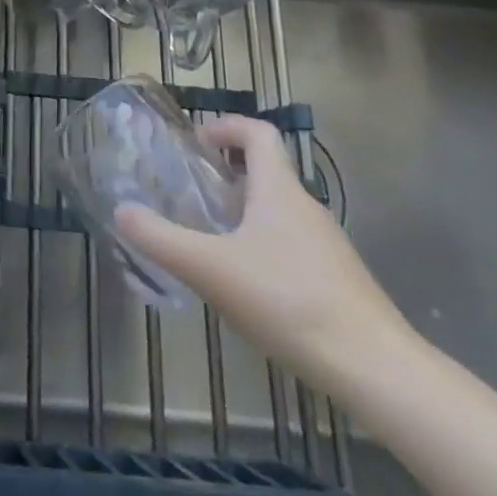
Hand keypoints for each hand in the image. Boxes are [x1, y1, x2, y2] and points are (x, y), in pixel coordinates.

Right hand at [116, 114, 413, 393]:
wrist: (375, 368)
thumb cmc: (288, 301)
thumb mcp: (210, 269)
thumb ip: (161, 239)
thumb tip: (122, 210)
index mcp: (279, 190)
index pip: (258, 133)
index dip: (226, 126)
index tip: (196, 143)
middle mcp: (306, 207)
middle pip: (266, 171)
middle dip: (226, 174)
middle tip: (189, 194)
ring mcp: (326, 245)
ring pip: (278, 211)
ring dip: (243, 212)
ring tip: (209, 241)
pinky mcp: (337, 280)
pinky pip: (291, 245)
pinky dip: (262, 247)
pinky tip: (245, 287)